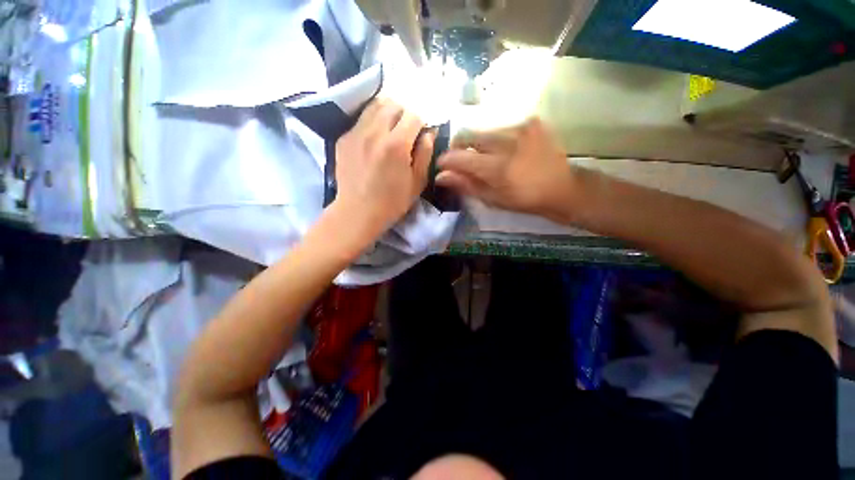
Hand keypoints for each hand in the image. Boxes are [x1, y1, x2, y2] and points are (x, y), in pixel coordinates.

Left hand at [330, 99, 433, 249]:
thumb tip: (428, 133)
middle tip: (406, 131)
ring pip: (375, 106)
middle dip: (404, 114)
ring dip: (387, 113)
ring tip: (389, 130)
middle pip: (393, 104)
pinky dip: (371, 123)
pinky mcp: (344, 138)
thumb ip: (425, 154)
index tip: (420, 134)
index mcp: (397, 145)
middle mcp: (375, 132)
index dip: (421, 122)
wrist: (357, 212)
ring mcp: (356, 133)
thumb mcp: (417, 183)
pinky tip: (373, 140)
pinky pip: (361, 119)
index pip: (414, 115)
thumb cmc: (392, 202)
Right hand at [436, 118, 576, 221]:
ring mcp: (522, 127)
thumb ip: (466, 185)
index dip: (446, 159)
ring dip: (479, 144)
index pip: (461, 157)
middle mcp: (508, 142)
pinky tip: (506, 150)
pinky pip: (501, 127)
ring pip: (484, 130)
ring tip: (488, 157)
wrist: (561, 188)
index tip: (442, 164)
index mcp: (498, 168)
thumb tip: (440, 176)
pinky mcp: (532, 121)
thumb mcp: (492, 199)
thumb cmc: (523, 199)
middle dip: (460, 148)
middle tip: (464, 161)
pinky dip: (496, 139)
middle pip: (469, 135)